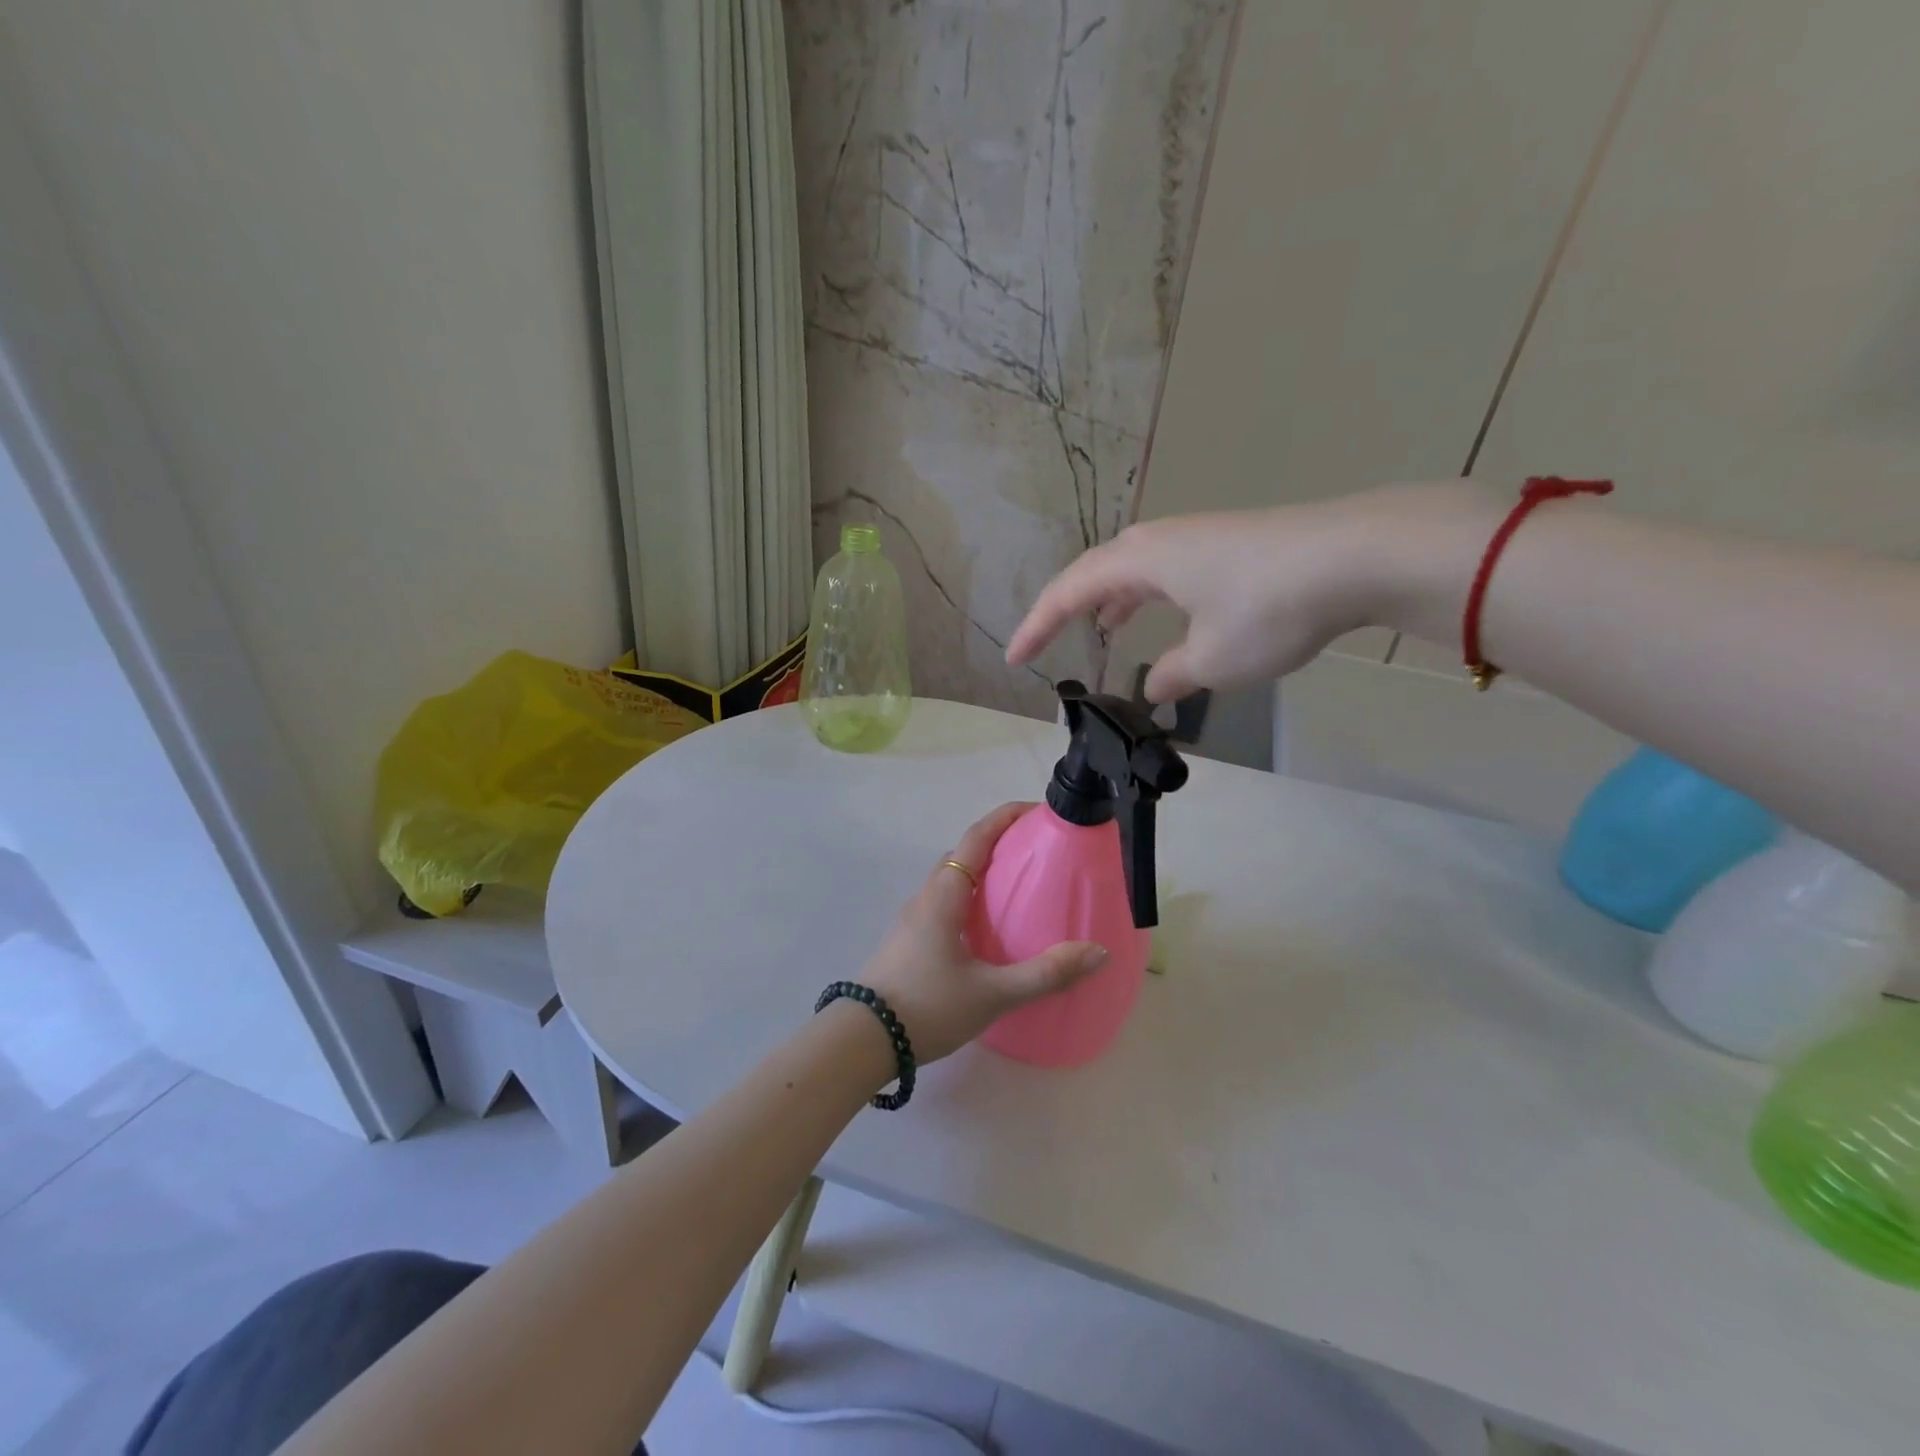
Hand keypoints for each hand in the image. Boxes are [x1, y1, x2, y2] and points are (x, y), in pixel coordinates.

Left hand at [858, 803, 1107, 1062]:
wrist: (863, 1040)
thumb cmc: (927, 1006)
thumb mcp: (992, 993)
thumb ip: (1045, 974)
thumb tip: (1096, 952)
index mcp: (944, 895)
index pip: (976, 838)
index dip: (1005, 817)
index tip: (1037, 810)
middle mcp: (926, 898)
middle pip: (964, 855)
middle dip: (999, 844)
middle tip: (1038, 853)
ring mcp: (913, 920)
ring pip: (952, 882)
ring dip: (983, 874)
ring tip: (1020, 889)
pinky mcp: (909, 942)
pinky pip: (945, 905)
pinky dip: (971, 900)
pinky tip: (989, 931)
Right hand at [1005, 482, 1498, 700]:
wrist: (1358, 555)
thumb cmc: (1268, 608)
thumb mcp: (1213, 660)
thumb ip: (1173, 675)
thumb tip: (1158, 685)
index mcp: (1141, 560)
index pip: (1069, 592)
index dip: (1037, 626)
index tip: (1014, 658)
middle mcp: (1161, 540)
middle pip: (1097, 571)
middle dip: (1070, 609)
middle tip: (1052, 640)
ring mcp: (1198, 538)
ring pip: (1137, 569)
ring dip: (1113, 600)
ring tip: (1104, 628)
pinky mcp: (1230, 544)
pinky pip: (1169, 571)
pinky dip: (1152, 597)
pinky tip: (1170, 618)